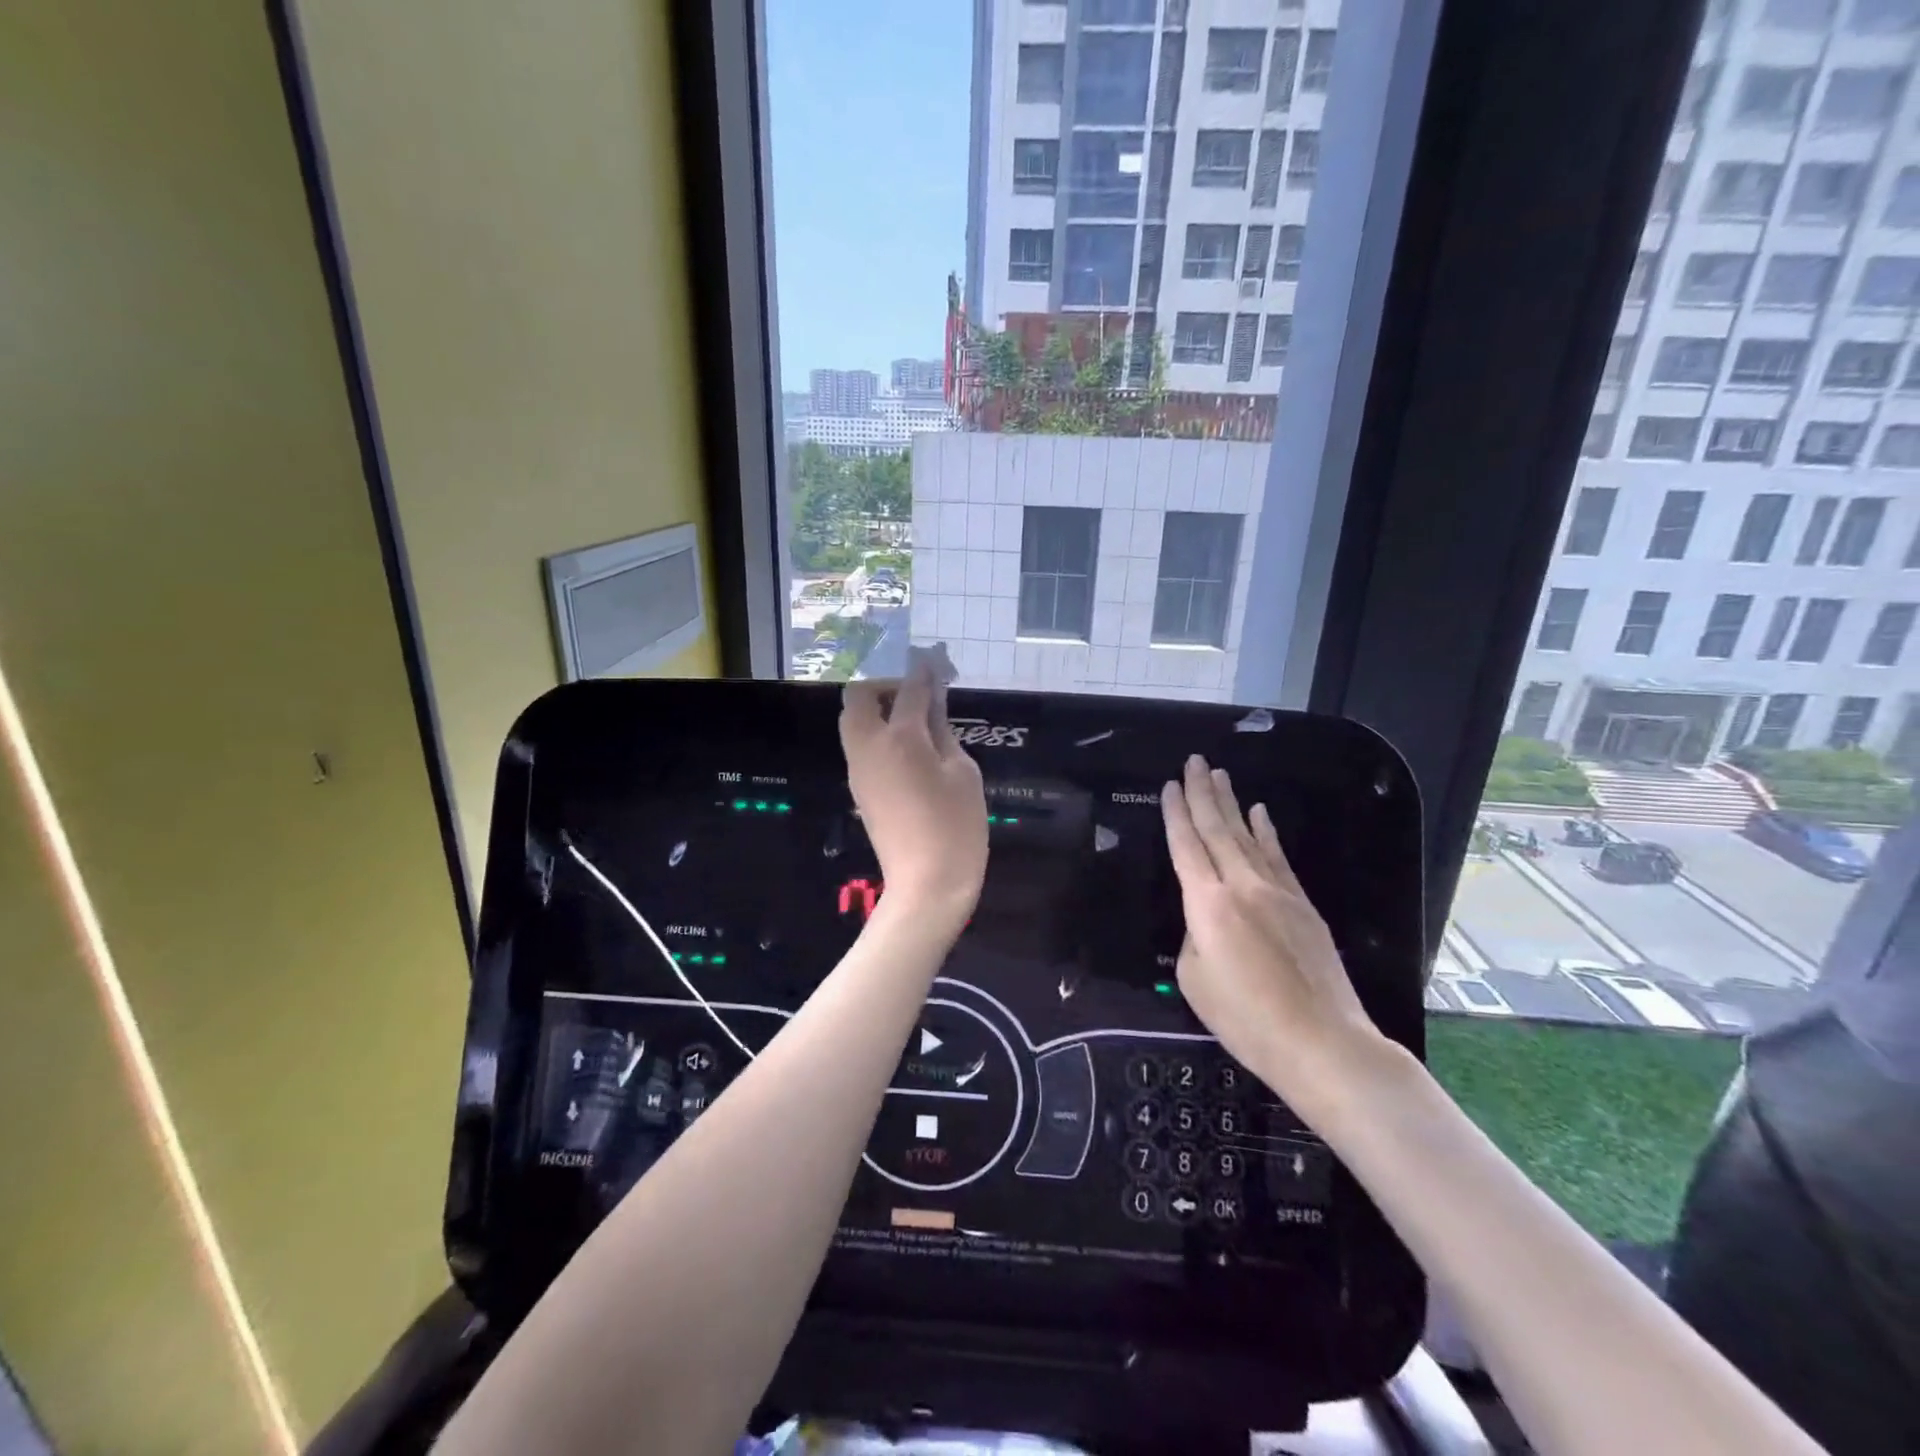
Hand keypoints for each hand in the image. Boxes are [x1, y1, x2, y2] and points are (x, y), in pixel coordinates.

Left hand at [840, 661, 986, 914]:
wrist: (926, 884)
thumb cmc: (956, 826)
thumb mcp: (963, 773)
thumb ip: (944, 733)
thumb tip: (933, 708)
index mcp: (900, 738)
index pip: (908, 690)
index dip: (923, 672)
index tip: (934, 662)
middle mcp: (869, 747)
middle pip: (858, 697)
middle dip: (884, 686)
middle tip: (915, 697)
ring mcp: (858, 770)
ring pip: (853, 723)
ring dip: (876, 710)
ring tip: (914, 723)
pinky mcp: (858, 790)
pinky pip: (860, 747)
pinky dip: (876, 735)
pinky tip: (907, 751)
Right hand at [1162, 755, 1385, 1115]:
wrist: (1321, 1041)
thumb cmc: (1245, 1018)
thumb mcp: (1194, 980)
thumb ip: (1193, 938)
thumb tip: (1206, 922)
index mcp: (1207, 903)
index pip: (1186, 846)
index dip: (1175, 814)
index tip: (1169, 785)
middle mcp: (1241, 886)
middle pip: (1217, 830)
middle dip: (1203, 793)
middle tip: (1194, 761)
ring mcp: (1277, 892)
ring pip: (1248, 836)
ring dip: (1232, 803)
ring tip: (1221, 775)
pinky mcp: (1302, 905)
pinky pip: (1277, 857)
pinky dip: (1266, 832)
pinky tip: (1261, 813)